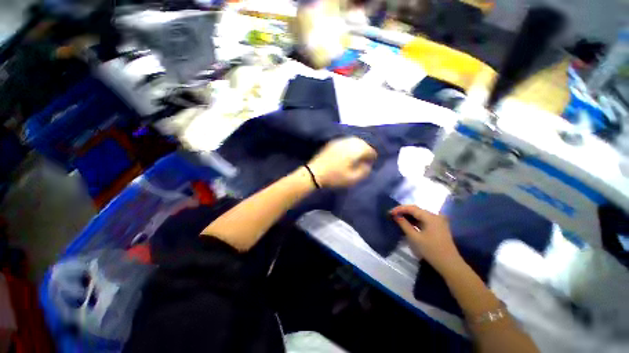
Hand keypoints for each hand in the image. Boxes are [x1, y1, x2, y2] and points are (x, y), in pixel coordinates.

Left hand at [307, 137, 376, 187]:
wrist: (315, 172)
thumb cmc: (335, 177)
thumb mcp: (352, 178)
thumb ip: (364, 171)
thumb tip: (367, 165)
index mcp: (355, 150)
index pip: (369, 149)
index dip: (372, 156)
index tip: (372, 162)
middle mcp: (348, 142)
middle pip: (362, 143)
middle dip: (366, 150)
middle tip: (366, 158)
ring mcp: (339, 141)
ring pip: (353, 140)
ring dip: (358, 146)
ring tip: (358, 155)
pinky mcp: (332, 143)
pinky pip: (345, 141)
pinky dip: (350, 145)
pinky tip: (348, 152)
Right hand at [390, 205, 462, 274]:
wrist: (449, 264)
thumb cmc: (431, 250)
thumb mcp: (415, 237)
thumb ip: (404, 224)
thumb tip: (396, 216)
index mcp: (430, 217)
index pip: (412, 208)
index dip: (400, 209)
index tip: (390, 212)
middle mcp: (435, 215)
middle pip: (416, 209)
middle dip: (404, 211)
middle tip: (393, 214)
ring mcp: (438, 221)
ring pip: (420, 214)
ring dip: (409, 215)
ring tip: (398, 217)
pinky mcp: (439, 226)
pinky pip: (424, 219)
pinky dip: (415, 220)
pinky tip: (408, 222)